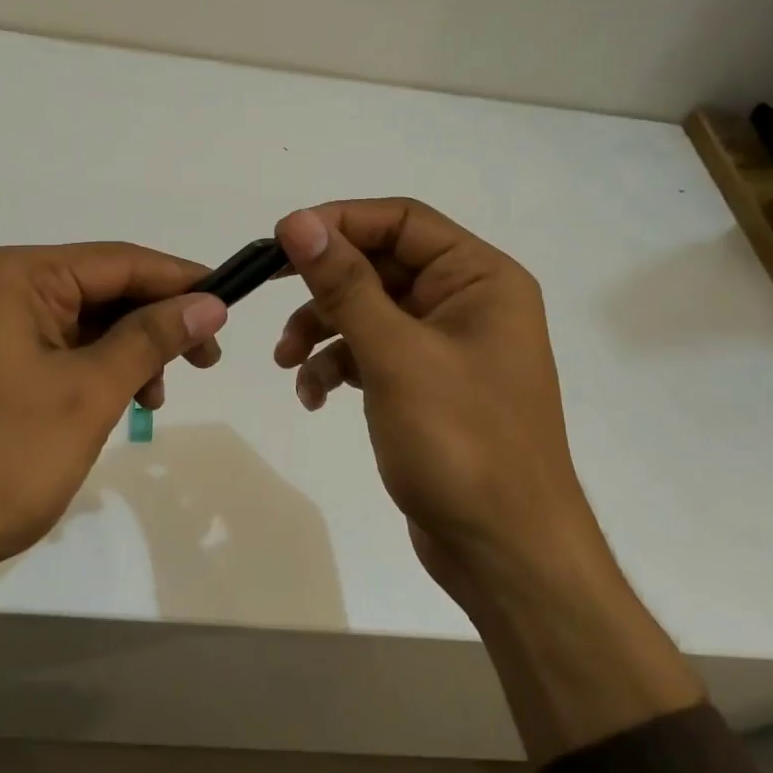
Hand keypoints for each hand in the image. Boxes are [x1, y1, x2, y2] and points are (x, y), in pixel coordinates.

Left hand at [0, 243, 226, 682]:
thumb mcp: (86, 394)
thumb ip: (150, 339)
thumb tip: (209, 302)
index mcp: (15, 275)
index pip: (119, 261)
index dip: (181, 281)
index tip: (233, 304)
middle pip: (101, 290)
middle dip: (156, 324)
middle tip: (206, 362)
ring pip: (83, 324)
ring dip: (129, 353)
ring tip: (156, 400)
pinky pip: (57, 353)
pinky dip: (96, 373)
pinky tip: (120, 406)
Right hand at [272, 199, 601, 607]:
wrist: (503, 550)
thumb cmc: (460, 442)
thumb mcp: (395, 355)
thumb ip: (344, 284)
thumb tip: (298, 221)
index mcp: (479, 278)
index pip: (402, 221)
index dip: (339, 222)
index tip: (281, 241)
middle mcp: (467, 302)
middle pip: (380, 266)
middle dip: (324, 288)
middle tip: (269, 296)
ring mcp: (446, 347)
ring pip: (369, 312)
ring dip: (322, 331)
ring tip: (288, 363)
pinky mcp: (425, 386)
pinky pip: (372, 355)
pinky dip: (338, 367)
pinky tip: (314, 398)